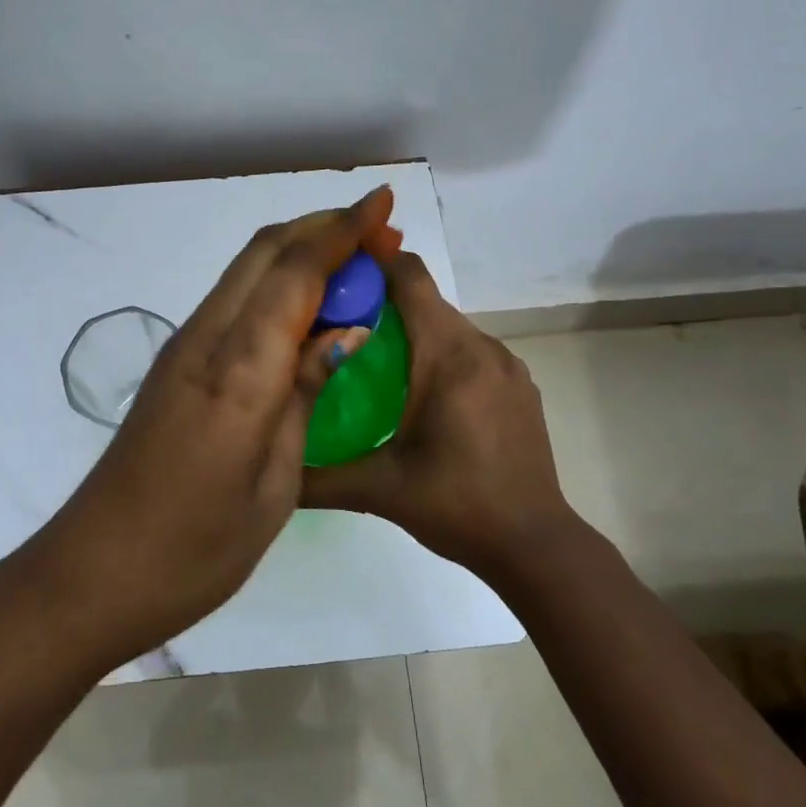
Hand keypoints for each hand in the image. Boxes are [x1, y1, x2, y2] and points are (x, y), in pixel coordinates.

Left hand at [44, 187, 402, 664]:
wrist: (97, 571)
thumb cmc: (198, 545)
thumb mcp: (274, 480)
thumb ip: (305, 393)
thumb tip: (345, 330)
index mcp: (238, 369)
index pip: (295, 273)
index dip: (342, 231)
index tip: (383, 203)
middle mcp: (206, 339)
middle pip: (264, 253)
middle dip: (322, 228)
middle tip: (376, 230)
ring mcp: (184, 349)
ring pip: (246, 272)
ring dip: (298, 252)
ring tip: (352, 262)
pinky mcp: (175, 365)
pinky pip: (234, 302)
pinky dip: (275, 285)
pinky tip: (305, 309)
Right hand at [300, 251, 579, 586]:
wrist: (536, 544)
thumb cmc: (457, 506)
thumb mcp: (380, 489)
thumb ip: (318, 476)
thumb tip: (269, 465)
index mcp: (448, 356)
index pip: (410, 278)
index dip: (373, 262)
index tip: (335, 272)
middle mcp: (482, 347)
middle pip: (426, 301)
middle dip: (382, 302)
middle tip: (338, 325)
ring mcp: (507, 365)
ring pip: (448, 326)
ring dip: (412, 331)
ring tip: (373, 362)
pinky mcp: (519, 385)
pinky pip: (470, 350)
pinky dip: (441, 354)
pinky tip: (419, 394)